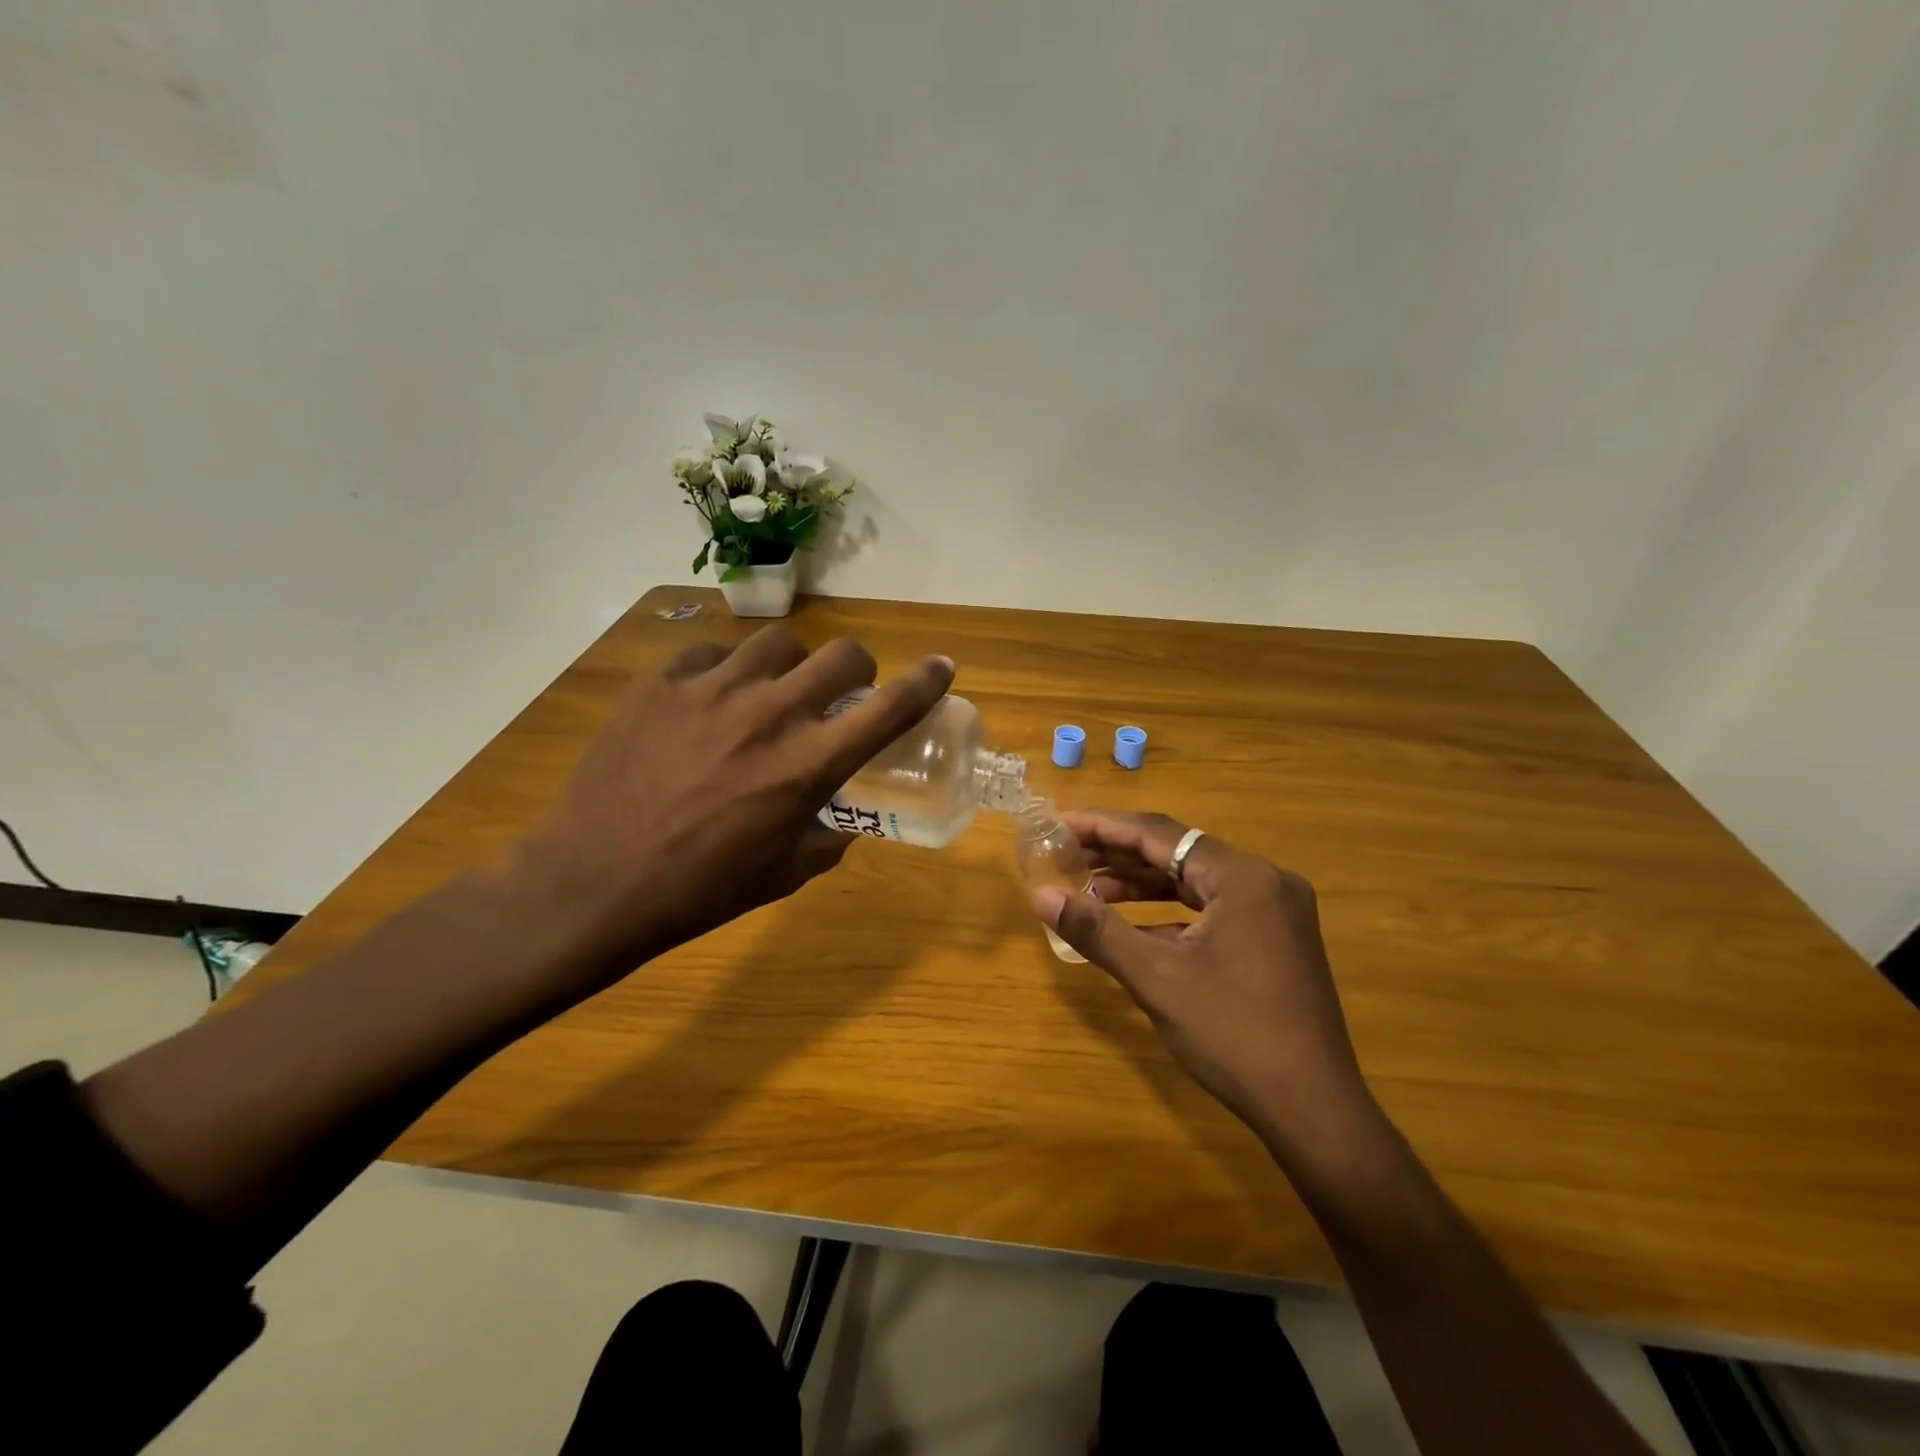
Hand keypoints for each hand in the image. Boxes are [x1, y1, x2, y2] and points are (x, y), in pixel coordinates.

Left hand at [513, 626, 952, 982]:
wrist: (595, 881)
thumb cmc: (701, 888)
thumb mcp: (784, 873)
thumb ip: (828, 837)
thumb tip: (842, 819)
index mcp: (808, 765)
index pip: (888, 709)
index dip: (925, 682)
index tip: (942, 666)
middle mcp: (770, 715)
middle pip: (841, 654)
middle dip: (856, 667)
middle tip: (842, 688)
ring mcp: (712, 691)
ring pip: (778, 642)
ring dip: (791, 664)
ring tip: (772, 689)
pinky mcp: (661, 683)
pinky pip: (710, 654)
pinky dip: (724, 670)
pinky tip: (709, 698)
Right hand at [1034, 811, 1372, 1158]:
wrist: (1314, 1110)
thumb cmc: (1233, 1036)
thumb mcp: (1156, 979)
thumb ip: (1097, 930)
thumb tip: (1042, 896)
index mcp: (1242, 877)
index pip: (1159, 835)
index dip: (1104, 826)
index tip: (1061, 822)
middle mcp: (1264, 880)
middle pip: (1178, 851)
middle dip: (1120, 853)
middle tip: (1067, 851)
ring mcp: (1275, 910)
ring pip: (1195, 879)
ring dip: (1143, 883)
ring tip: (1089, 886)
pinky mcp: (1276, 937)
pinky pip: (1213, 906)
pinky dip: (1171, 910)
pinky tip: (1133, 923)